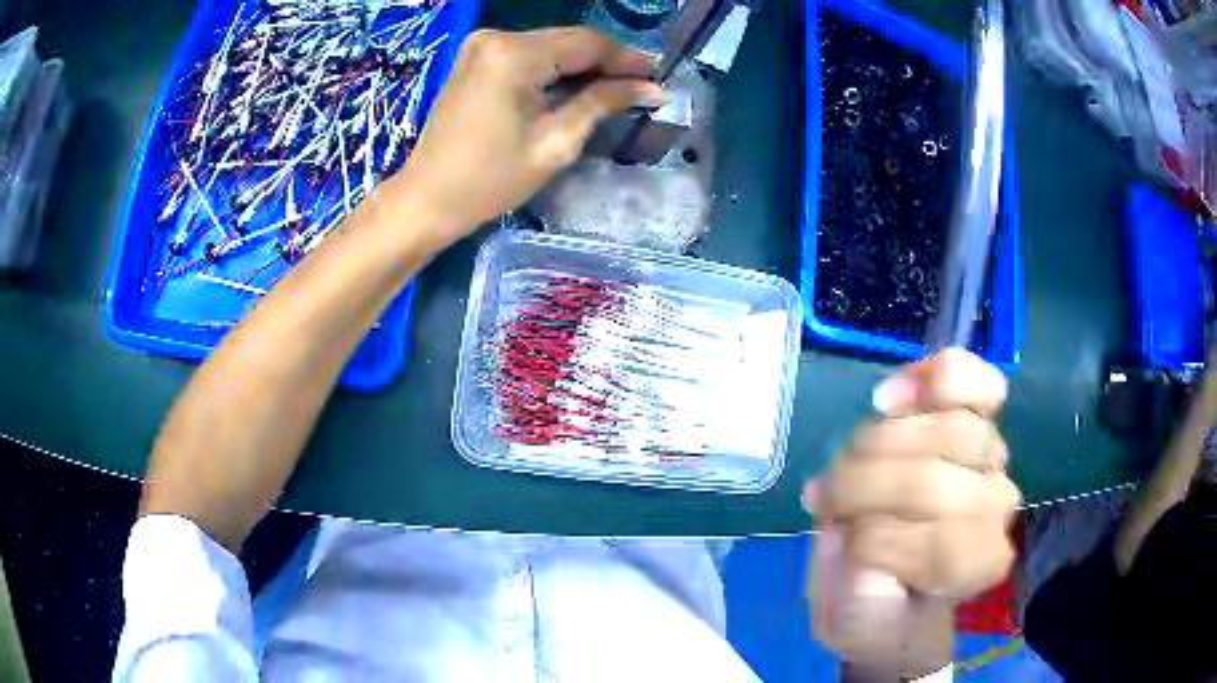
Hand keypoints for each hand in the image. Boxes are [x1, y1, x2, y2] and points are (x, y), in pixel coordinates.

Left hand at [388, 27, 663, 244]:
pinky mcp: (475, 59)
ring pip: (550, 46)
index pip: (586, 43)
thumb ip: (602, 104)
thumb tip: (651, 89)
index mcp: (514, 55)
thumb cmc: (489, 180)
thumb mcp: (555, 143)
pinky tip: (577, 87)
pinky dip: (555, 69)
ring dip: (583, 65)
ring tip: (618, 89)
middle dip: (607, 61)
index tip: (658, 77)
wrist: (426, 199)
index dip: (627, 59)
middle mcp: (496, 38)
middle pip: (568, 40)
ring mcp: (481, 46)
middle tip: (644, 85)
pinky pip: (528, 55)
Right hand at [805, 349, 1020, 672]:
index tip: (842, 548)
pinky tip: (894, 396)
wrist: (902, 571)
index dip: (874, 543)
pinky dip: (934, 379)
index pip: (932, 545)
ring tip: (849, 460)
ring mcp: (996, 462)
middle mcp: (997, 513)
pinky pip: (977, 382)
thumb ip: (855, 590)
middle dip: (862, 487)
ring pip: (946, 433)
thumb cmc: (874, 598)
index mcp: (973, 570)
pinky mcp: (985, 417)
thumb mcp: (848, 618)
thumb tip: (856, 535)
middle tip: (827, 499)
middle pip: (932, 482)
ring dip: (878, 444)